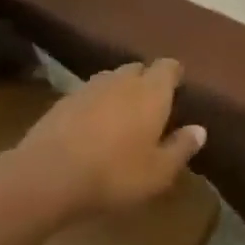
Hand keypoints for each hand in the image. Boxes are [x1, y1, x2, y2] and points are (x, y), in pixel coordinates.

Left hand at [0, 60, 205, 223]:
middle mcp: (121, 81)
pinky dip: (93, 107)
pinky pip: (86, 97)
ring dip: (118, 93)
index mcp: (151, 91)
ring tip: (121, 118)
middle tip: (151, 108)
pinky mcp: (59, 103)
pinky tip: (91, 131)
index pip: (169, 67)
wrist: (45, 177)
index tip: (178, 90)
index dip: (174, 75)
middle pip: (137, 69)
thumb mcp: (159, 172)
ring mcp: (87, 89)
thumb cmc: (114, 174)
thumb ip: (182, 147)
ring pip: (110, 81)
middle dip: (146, 82)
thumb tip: (199, 130)